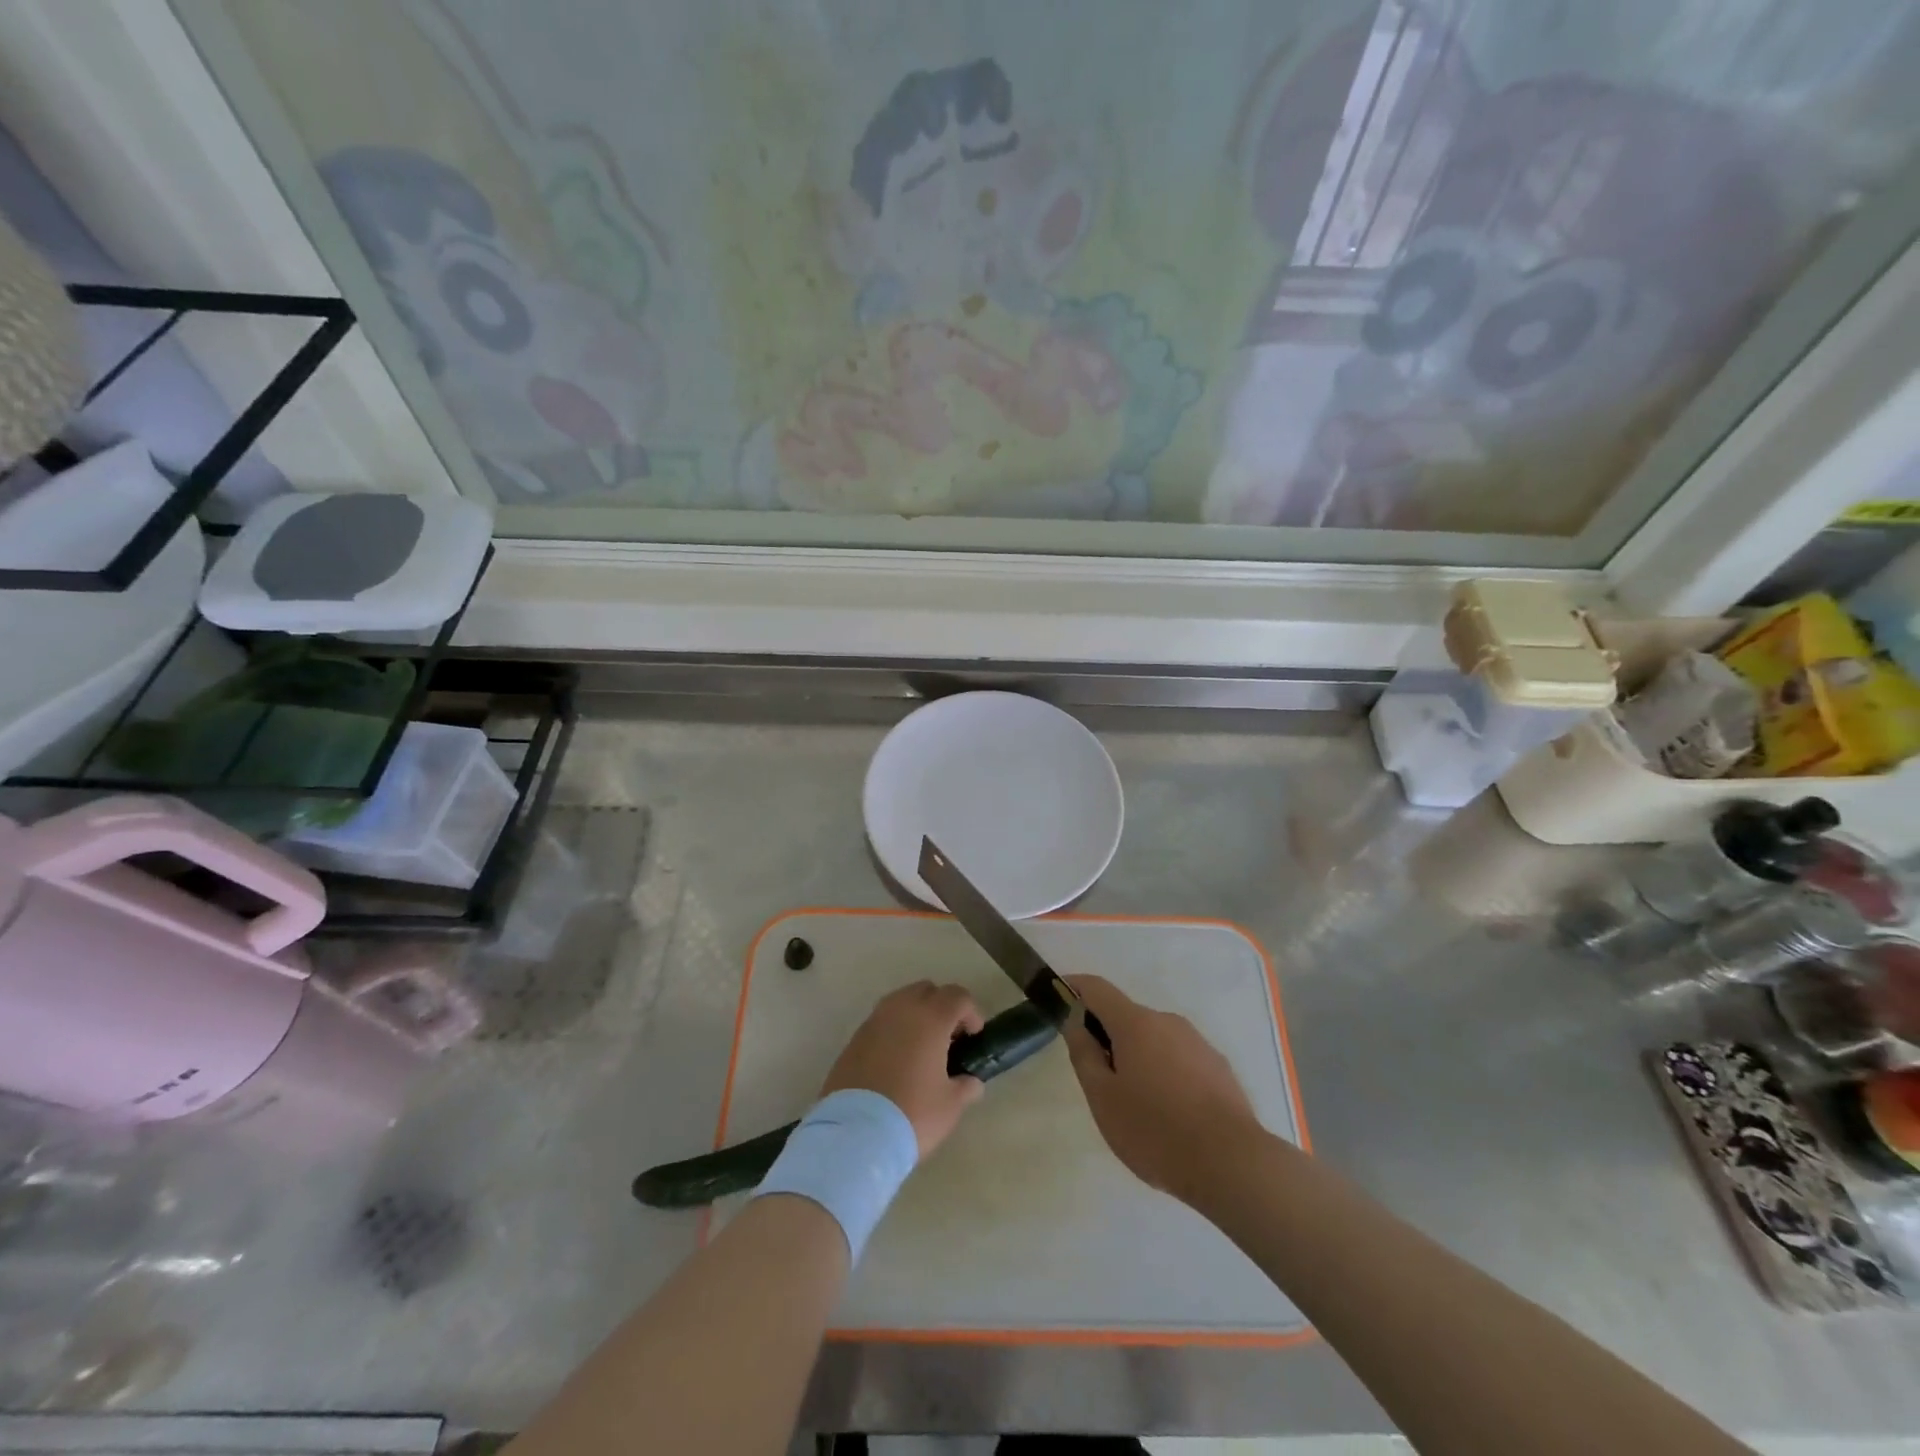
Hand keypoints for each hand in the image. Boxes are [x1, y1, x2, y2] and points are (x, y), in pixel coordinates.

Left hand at [822, 981, 985, 1158]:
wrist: (854, 1134)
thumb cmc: (912, 1113)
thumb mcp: (950, 1106)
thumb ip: (966, 1087)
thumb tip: (971, 1081)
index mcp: (930, 1018)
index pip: (958, 996)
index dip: (971, 1013)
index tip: (973, 1038)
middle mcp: (901, 1009)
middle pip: (927, 990)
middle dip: (941, 1007)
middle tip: (948, 1040)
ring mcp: (874, 1021)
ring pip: (900, 1002)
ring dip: (915, 1016)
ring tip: (921, 1050)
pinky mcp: (853, 1038)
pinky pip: (881, 1022)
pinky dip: (893, 1031)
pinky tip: (896, 1061)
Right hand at [1064, 975, 1263, 1204]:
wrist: (1232, 1163)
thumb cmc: (1155, 1131)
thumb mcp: (1103, 1098)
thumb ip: (1084, 1054)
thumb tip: (1075, 1021)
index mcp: (1136, 1023)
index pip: (1096, 988)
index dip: (1073, 987)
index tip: (1057, 996)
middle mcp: (1167, 1021)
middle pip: (1126, 1017)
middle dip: (1107, 1037)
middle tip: (1099, 1082)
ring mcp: (1197, 1043)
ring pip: (1154, 1040)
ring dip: (1138, 1058)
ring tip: (1137, 1108)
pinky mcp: (1218, 1067)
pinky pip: (1179, 1060)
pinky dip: (1165, 1074)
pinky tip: (1169, 1115)